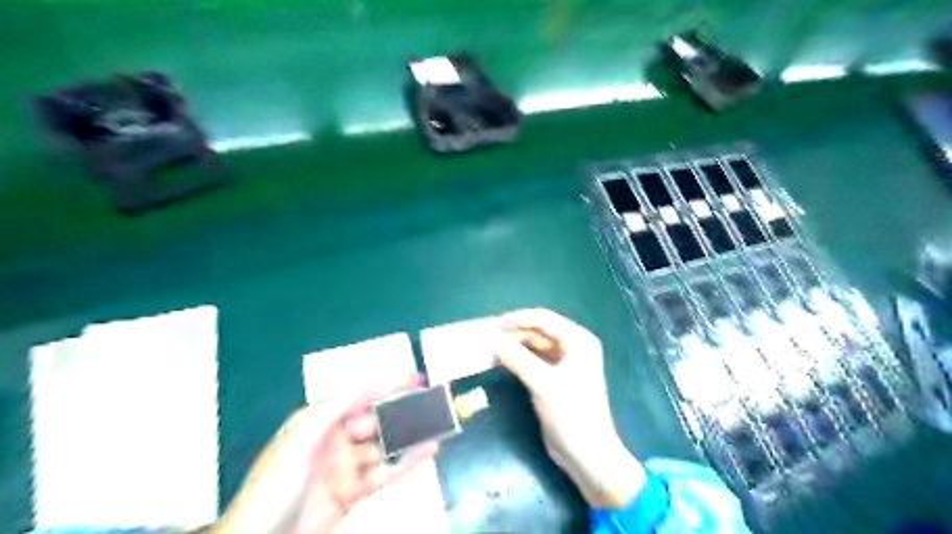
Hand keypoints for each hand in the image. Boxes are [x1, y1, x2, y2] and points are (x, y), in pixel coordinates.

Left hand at [211, 374, 437, 533]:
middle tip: (431, 401)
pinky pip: (385, 472)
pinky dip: (408, 462)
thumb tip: (361, 382)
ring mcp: (345, 466)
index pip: (360, 397)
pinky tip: (427, 451)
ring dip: (410, 436)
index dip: (387, 385)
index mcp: (319, 422)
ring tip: (436, 425)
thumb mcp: (299, 442)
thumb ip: (331, 410)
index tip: (414, 378)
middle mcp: (334, 440)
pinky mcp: (353, 492)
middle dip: (402, 409)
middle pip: (376, 419)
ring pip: (384, 445)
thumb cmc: (273, 489)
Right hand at [490, 308, 646, 508]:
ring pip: (534, 345)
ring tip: (490, 347)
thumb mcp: (543, 383)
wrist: (587, 454)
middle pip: (539, 331)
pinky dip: (518, 359)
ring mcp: (564, 362)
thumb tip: (491, 338)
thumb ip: (516, 358)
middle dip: (514, 332)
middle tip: (487, 336)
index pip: (544, 319)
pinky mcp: (555, 378)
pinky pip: (533, 360)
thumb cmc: (571, 414)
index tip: (493, 323)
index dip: (518, 318)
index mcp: (578, 340)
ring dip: (514, 345)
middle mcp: (572, 346)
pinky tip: (500, 360)